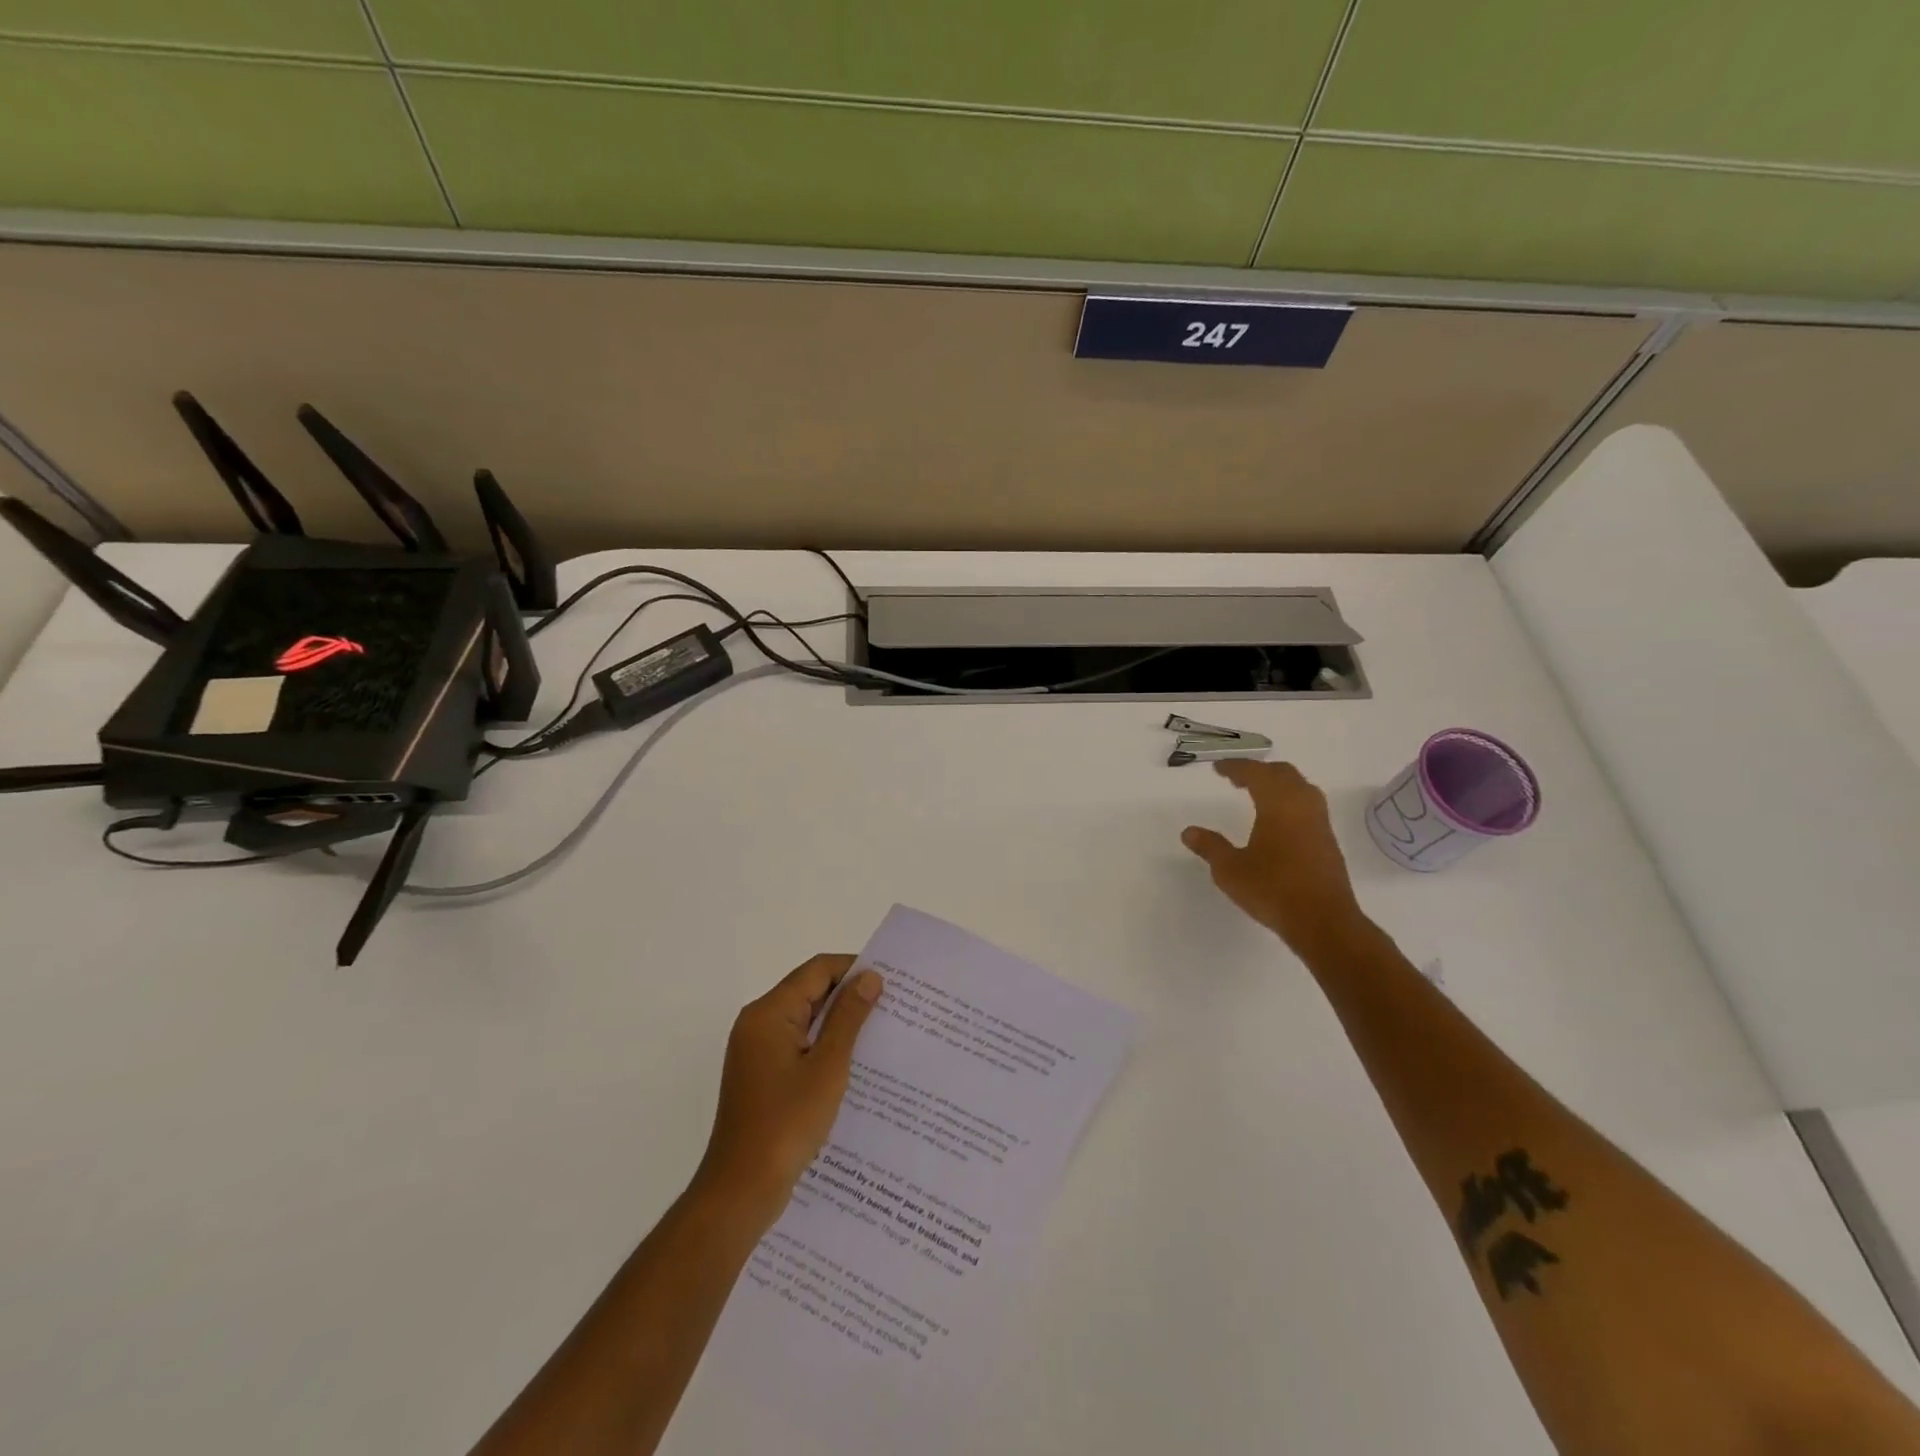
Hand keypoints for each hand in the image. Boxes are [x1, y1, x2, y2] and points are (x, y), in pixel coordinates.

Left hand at [693, 954, 883, 1228]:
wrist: (740, 1191)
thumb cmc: (786, 1124)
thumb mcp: (827, 1067)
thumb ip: (849, 1017)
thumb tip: (870, 977)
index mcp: (769, 1013)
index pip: (817, 970)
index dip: (854, 968)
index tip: (891, 981)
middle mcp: (758, 1023)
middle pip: (809, 991)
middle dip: (849, 995)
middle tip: (892, 1006)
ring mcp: (756, 1050)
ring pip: (805, 1019)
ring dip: (839, 1022)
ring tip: (880, 1032)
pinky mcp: (761, 1074)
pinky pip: (798, 1044)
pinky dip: (824, 1045)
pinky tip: (854, 1063)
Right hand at [1182, 760, 1366, 952]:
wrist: (1323, 921)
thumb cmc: (1272, 889)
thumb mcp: (1230, 870)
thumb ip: (1210, 847)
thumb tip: (1189, 832)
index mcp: (1278, 804)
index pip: (1256, 774)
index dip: (1235, 767)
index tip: (1218, 768)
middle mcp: (1303, 805)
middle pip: (1283, 774)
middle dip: (1259, 771)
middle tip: (1236, 778)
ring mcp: (1319, 823)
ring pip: (1300, 788)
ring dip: (1278, 784)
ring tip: (1257, 793)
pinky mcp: (1328, 841)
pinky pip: (1308, 806)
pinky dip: (1289, 800)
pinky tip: (1277, 820)